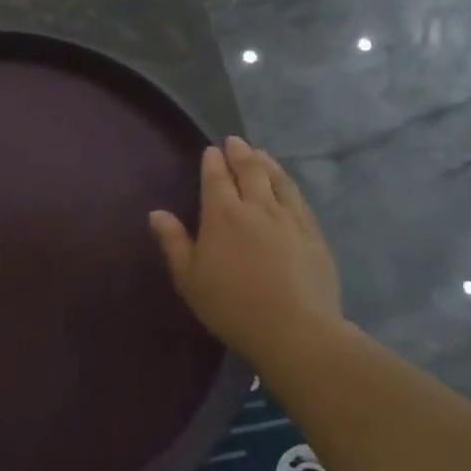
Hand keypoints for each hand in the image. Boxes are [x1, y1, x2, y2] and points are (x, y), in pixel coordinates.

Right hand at [149, 137, 342, 360]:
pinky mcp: (314, 234)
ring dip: (267, 163)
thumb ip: (173, 242)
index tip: (211, 150)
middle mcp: (257, 207)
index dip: (213, 162)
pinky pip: (299, 199)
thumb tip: (157, 213)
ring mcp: (290, 219)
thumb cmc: (231, 306)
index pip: (216, 179)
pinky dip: (289, 184)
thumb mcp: (189, 278)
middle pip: (250, 171)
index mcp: (222, 215)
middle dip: (240, 154)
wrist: (294, 330)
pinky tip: (287, 185)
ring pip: (278, 180)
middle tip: (235, 141)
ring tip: (261, 153)